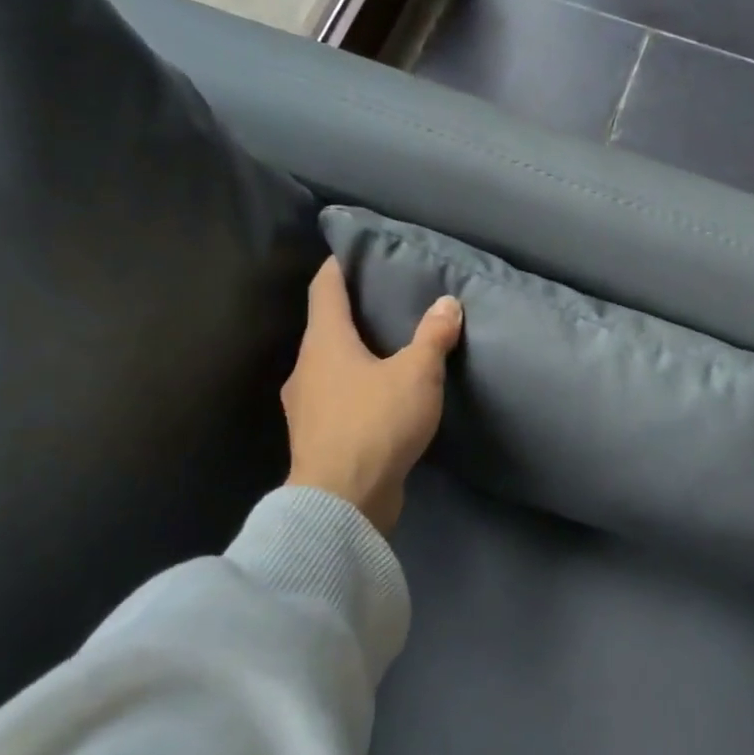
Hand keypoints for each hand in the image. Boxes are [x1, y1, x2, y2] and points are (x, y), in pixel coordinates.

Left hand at [282, 258, 462, 535]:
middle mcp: (306, 368)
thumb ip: (433, 337)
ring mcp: (306, 407)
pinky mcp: (316, 438)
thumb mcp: (417, 375)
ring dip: (353, 356)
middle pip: (325, 328)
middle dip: (352, 314)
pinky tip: (381, 400)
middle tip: (386, 304)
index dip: (338, 267)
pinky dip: (355, 390)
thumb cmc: (376, 424)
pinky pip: (336, 400)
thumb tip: (448, 303)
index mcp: (324, 342)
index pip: (324, 289)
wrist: (342, 501)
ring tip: (388, 353)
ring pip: (329, 367)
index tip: (353, 253)